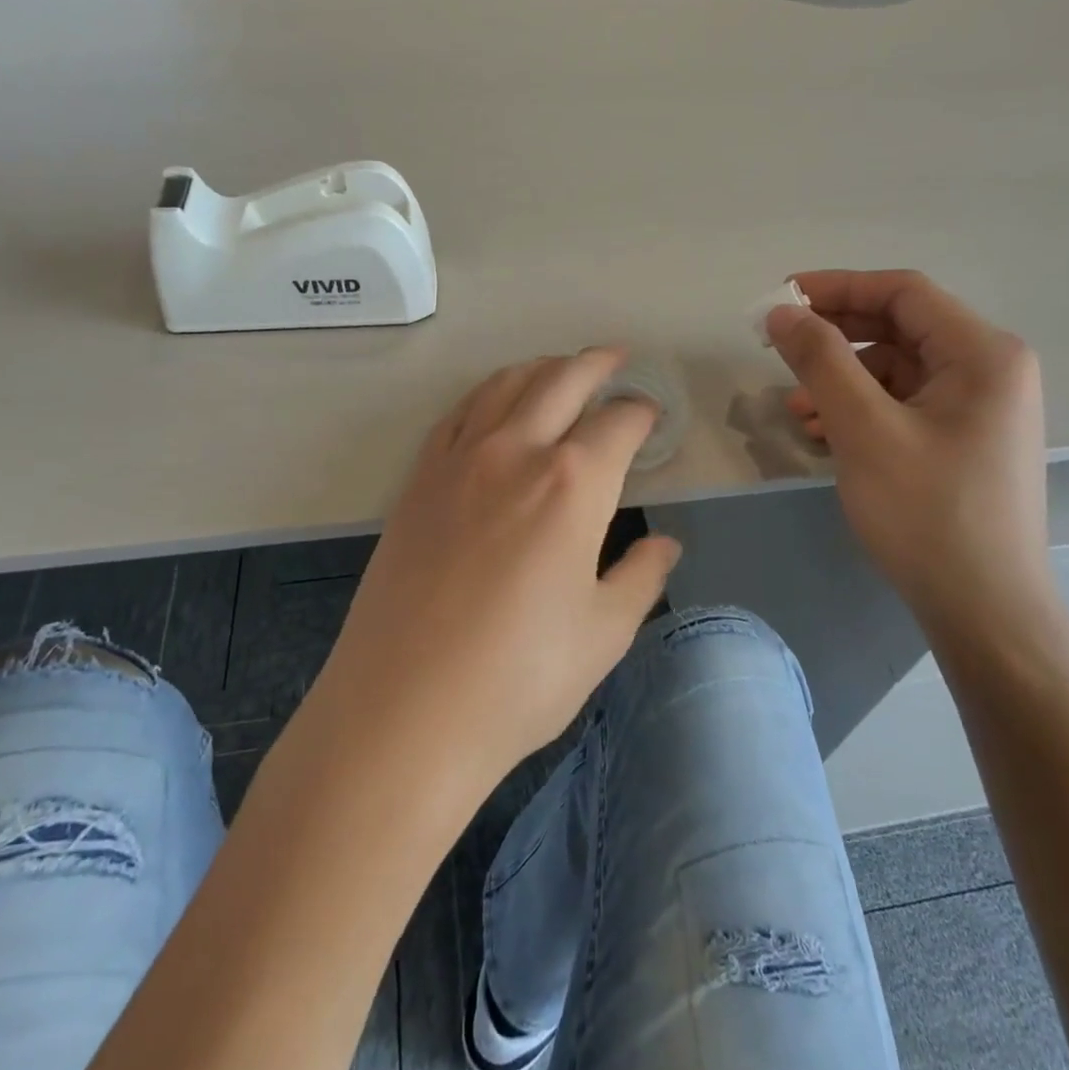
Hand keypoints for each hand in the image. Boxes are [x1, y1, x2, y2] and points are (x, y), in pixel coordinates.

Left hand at [321, 348, 680, 791]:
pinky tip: (494, 405)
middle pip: (560, 380)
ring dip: (540, 368)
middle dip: (595, 363)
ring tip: (560, 369)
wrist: (404, 711)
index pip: (618, 423)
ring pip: (504, 386)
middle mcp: (516, 453)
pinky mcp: (417, 482)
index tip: (651, 415)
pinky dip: (486, 395)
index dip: (641, 412)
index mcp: (573, 484)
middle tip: (616, 358)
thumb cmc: (519, 679)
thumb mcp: (603, 633)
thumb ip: (641, 576)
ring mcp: (458, 462)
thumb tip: (664, 544)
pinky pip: (457, 415)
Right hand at [766, 270, 1051, 630]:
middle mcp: (990, 370)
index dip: (838, 287)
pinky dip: (861, 412)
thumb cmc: (927, 512)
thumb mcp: (865, 429)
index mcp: (983, 353)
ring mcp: (979, 409)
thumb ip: (822, 360)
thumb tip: (781, 312)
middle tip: (778, 348)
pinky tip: (825, 436)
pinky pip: (904, 407)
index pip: (903, 293)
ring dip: (842, 381)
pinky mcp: (963, 442)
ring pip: (897, 372)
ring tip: (796, 411)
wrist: (983, 609)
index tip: (782, 298)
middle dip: (835, 338)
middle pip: (900, 330)